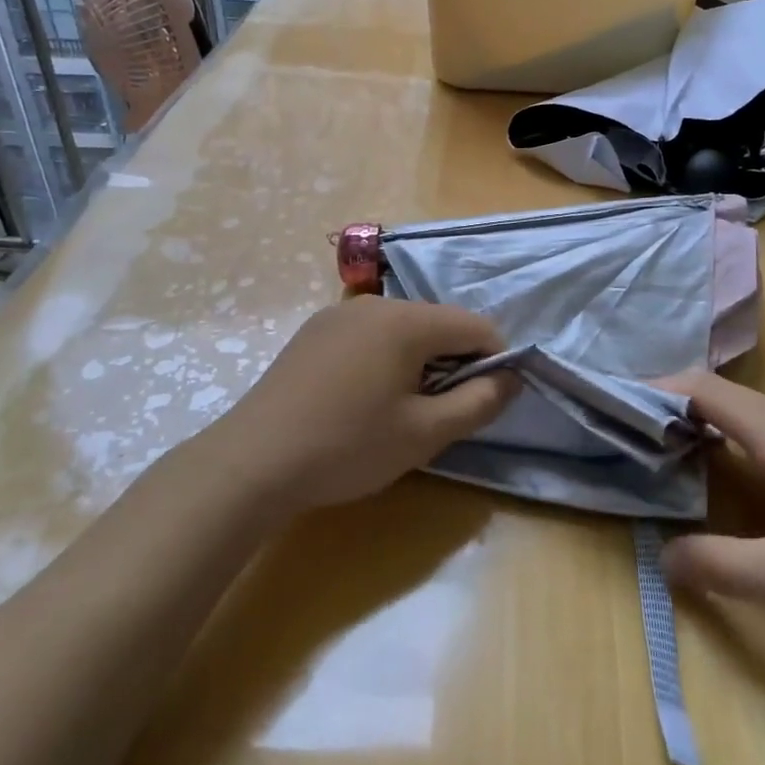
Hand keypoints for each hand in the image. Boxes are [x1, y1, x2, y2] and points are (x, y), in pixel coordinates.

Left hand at [208, 296, 517, 514]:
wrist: (253, 461)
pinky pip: (370, 335)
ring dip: (420, 361)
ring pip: (403, 329)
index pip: (475, 326)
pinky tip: (364, 397)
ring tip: (403, 408)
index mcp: (407, 320)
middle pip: (438, 324)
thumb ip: (479, 402)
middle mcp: (375, 303)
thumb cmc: (348, 446)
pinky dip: (385, 358)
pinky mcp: (314, 331)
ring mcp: (339, 313)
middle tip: (443, 412)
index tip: (489, 400)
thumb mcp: (425, 433)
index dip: (495, 360)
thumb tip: (511, 378)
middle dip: (455, 361)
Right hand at [660, 371, 764, 643]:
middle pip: (725, 402)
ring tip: (673, 461)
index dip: (656, 389)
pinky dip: (740, 453)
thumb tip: (665, 557)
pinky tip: (742, 490)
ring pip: (754, 424)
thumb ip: (722, 566)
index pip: (704, 390)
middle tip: (633, 438)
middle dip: (674, 413)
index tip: (616, 401)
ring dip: (708, 434)